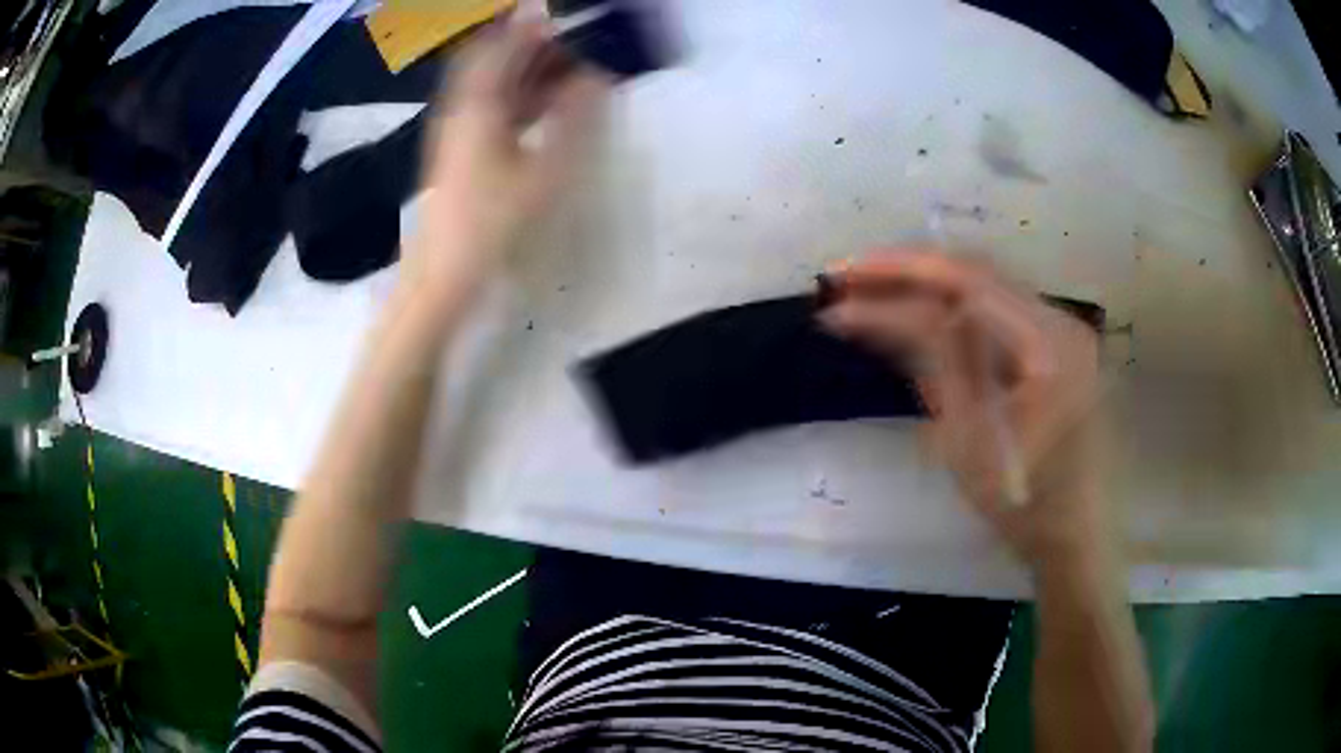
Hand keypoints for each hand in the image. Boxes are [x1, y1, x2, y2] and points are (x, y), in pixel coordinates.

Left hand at [401, 22, 607, 317]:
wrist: (444, 274)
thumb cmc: (494, 223)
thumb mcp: (544, 172)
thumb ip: (572, 119)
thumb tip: (594, 77)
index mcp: (478, 107)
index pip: (503, 48)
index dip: (532, 28)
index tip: (566, 21)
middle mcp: (461, 110)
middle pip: (493, 61)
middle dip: (532, 46)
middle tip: (572, 42)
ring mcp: (457, 131)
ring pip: (492, 85)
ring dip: (527, 71)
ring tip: (568, 67)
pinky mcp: (459, 151)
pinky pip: (490, 108)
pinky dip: (518, 97)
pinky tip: (545, 105)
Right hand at [821, 249, 1109, 567]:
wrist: (1071, 533)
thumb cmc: (1022, 502)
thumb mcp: (967, 437)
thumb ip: (934, 361)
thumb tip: (880, 310)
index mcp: (1050, 346)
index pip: (967, 286)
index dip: (899, 275)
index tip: (841, 283)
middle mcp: (1061, 319)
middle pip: (975, 272)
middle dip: (905, 270)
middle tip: (846, 278)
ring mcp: (1060, 327)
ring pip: (982, 284)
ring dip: (924, 283)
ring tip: (867, 287)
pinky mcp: (1051, 341)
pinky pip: (994, 308)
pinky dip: (948, 305)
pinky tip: (910, 308)